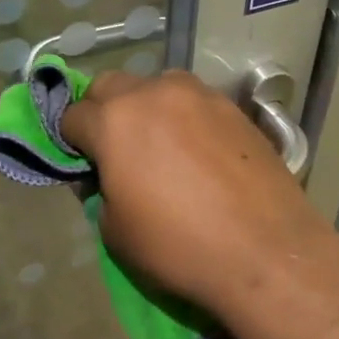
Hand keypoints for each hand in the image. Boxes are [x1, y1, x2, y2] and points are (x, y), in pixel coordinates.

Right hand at [58, 70, 338, 320]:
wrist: (266, 252)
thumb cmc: (179, 246)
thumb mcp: (115, 231)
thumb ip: (101, 190)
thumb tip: (107, 175)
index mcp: (115, 121)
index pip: (73, 115)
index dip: (71, 142)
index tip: (84, 166)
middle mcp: (154, 93)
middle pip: (111, 86)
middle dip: (103, 112)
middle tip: (115, 150)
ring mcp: (199, 95)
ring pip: (157, 86)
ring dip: (147, 108)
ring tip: (161, 147)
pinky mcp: (234, 108)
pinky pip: (194, 103)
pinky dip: (184, 119)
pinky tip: (198, 153)